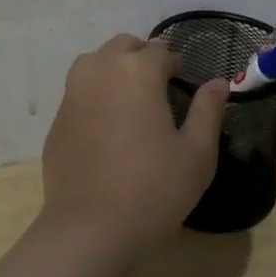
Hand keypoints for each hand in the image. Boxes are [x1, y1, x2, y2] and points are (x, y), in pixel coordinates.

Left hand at [40, 35, 228, 255]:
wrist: (88, 230)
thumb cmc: (152, 190)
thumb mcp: (196, 155)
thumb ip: (208, 110)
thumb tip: (218, 82)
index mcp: (137, 71)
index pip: (160, 51)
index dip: (174, 64)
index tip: (182, 83)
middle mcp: (101, 69)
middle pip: (124, 46)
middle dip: (143, 58)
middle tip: (158, 88)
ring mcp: (73, 91)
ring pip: (96, 62)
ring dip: (115, 69)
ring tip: (130, 101)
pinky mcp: (57, 117)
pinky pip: (80, 91)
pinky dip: (95, 95)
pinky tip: (106, 128)